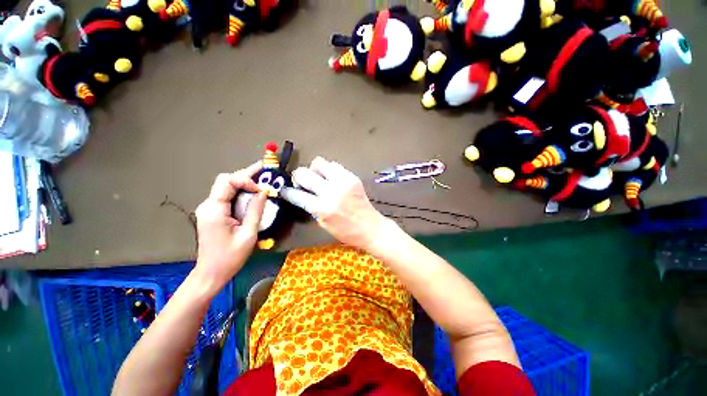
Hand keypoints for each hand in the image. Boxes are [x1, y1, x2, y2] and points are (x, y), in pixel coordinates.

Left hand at [194, 162, 266, 290]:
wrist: (211, 273)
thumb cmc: (231, 257)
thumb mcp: (248, 234)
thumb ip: (256, 210)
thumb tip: (265, 191)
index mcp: (214, 209)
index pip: (228, 181)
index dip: (246, 180)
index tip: (262, 190)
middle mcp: (208, 205)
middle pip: (226, 180)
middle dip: (246, 175)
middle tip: (265, 172)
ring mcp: (209, 209)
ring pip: (227, 187)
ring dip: (244, 183)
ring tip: (262, 180)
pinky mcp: (213, 213)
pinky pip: (227, 196)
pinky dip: (241, 193)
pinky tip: (253, 194)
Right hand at [286, 157, 385, 249]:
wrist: (371, 227)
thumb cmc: (346, 232)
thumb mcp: (323, 224)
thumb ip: (311, 208)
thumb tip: (302, 195)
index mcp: (322, 208)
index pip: (296, 194)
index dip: (287, 191)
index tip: (284, 190)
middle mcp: (331, 191)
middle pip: (304, 173)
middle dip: (298, 176)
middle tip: (302, 183)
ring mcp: (343, 182)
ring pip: (319, 163)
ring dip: (315, 170)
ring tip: (319, 179)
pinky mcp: (352, 177)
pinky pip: (335, 166)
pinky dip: (330, 171)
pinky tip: (332, 179)